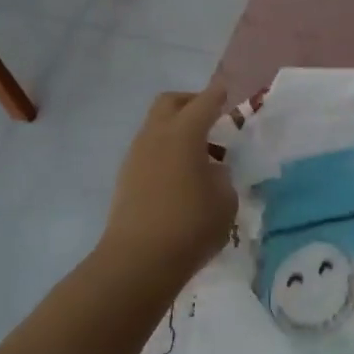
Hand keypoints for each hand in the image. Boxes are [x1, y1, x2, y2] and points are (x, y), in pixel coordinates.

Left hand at [101, 84, 237, 285]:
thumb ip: (222, 177)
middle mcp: (156, 137)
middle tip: (212, 118)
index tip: (227, 91)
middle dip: (191, 103)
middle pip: (170, 103)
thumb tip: (211, 171)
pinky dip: (167, 151)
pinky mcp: (126, 179)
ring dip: (177, 130)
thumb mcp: (225, 200)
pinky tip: (182, 176)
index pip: (204, 103)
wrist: (138, 262)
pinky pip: (149, 150)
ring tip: (201, 154)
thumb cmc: (191, 225)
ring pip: (156, 127)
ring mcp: (136, 157)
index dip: (218, 95)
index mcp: (184, 134)